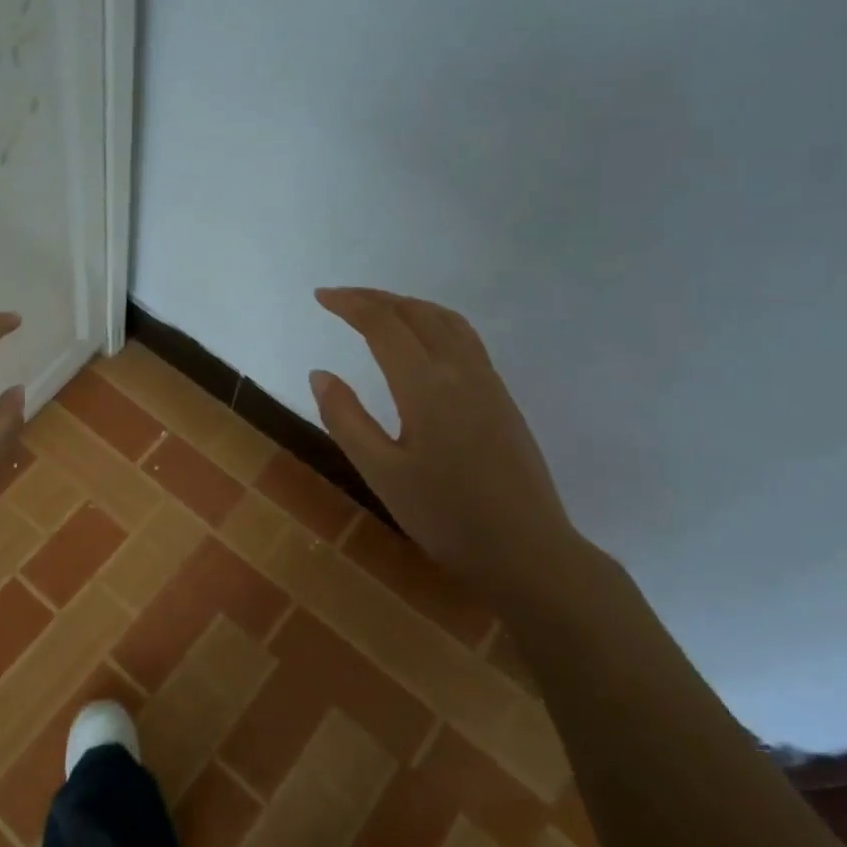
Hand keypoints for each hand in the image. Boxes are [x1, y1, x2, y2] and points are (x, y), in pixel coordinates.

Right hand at [310, 287, 585, 602]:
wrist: (526, 549)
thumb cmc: (445, 516)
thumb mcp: (381, 472)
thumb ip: (346, 419)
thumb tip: (321, 373)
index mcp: (426, 386)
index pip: (384, 325)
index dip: (350, 305)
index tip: (321, 297)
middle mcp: (460, 371)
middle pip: (417, 313)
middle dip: (376, 298)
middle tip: (341, 298)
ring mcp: (488, 382)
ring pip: (447, 321)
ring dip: (409, 305)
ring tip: (379, 310)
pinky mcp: (502, 398)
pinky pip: (465, 338)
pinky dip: (434, 322)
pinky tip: (422, 342)